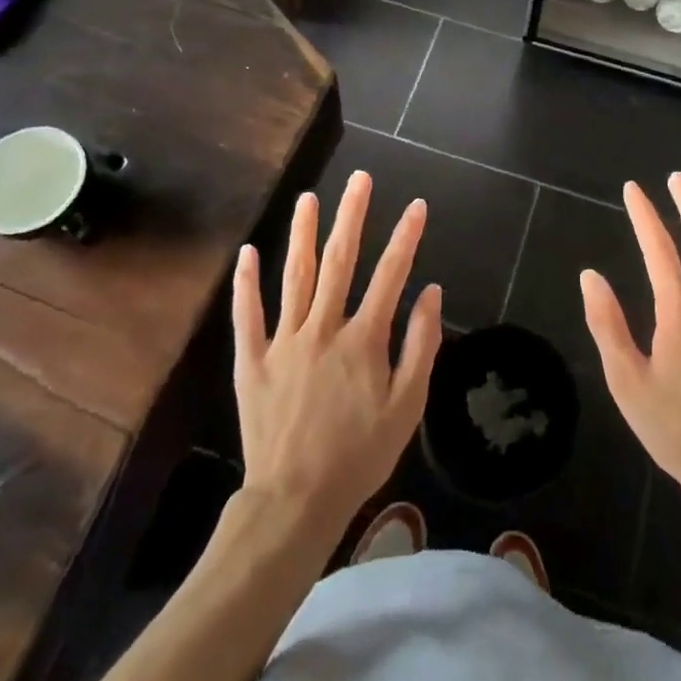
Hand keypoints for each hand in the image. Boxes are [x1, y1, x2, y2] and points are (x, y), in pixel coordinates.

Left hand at [232, 171, 441, 533]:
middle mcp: (323, 328)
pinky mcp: (253, 360)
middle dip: (352, 216)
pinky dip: (247, 283)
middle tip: (359, 179)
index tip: (417, 206)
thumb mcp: (406, 408)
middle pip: (339, 261)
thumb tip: (432, 293)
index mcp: (363, 340)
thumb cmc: (359, 455)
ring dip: (302, 233)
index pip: (390, 275)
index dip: (406, 237)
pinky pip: (248, 315)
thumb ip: (420, 347)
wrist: (295, 501)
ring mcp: (284, 341)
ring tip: (309, 197)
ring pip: (294, 275)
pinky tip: (248, 252)